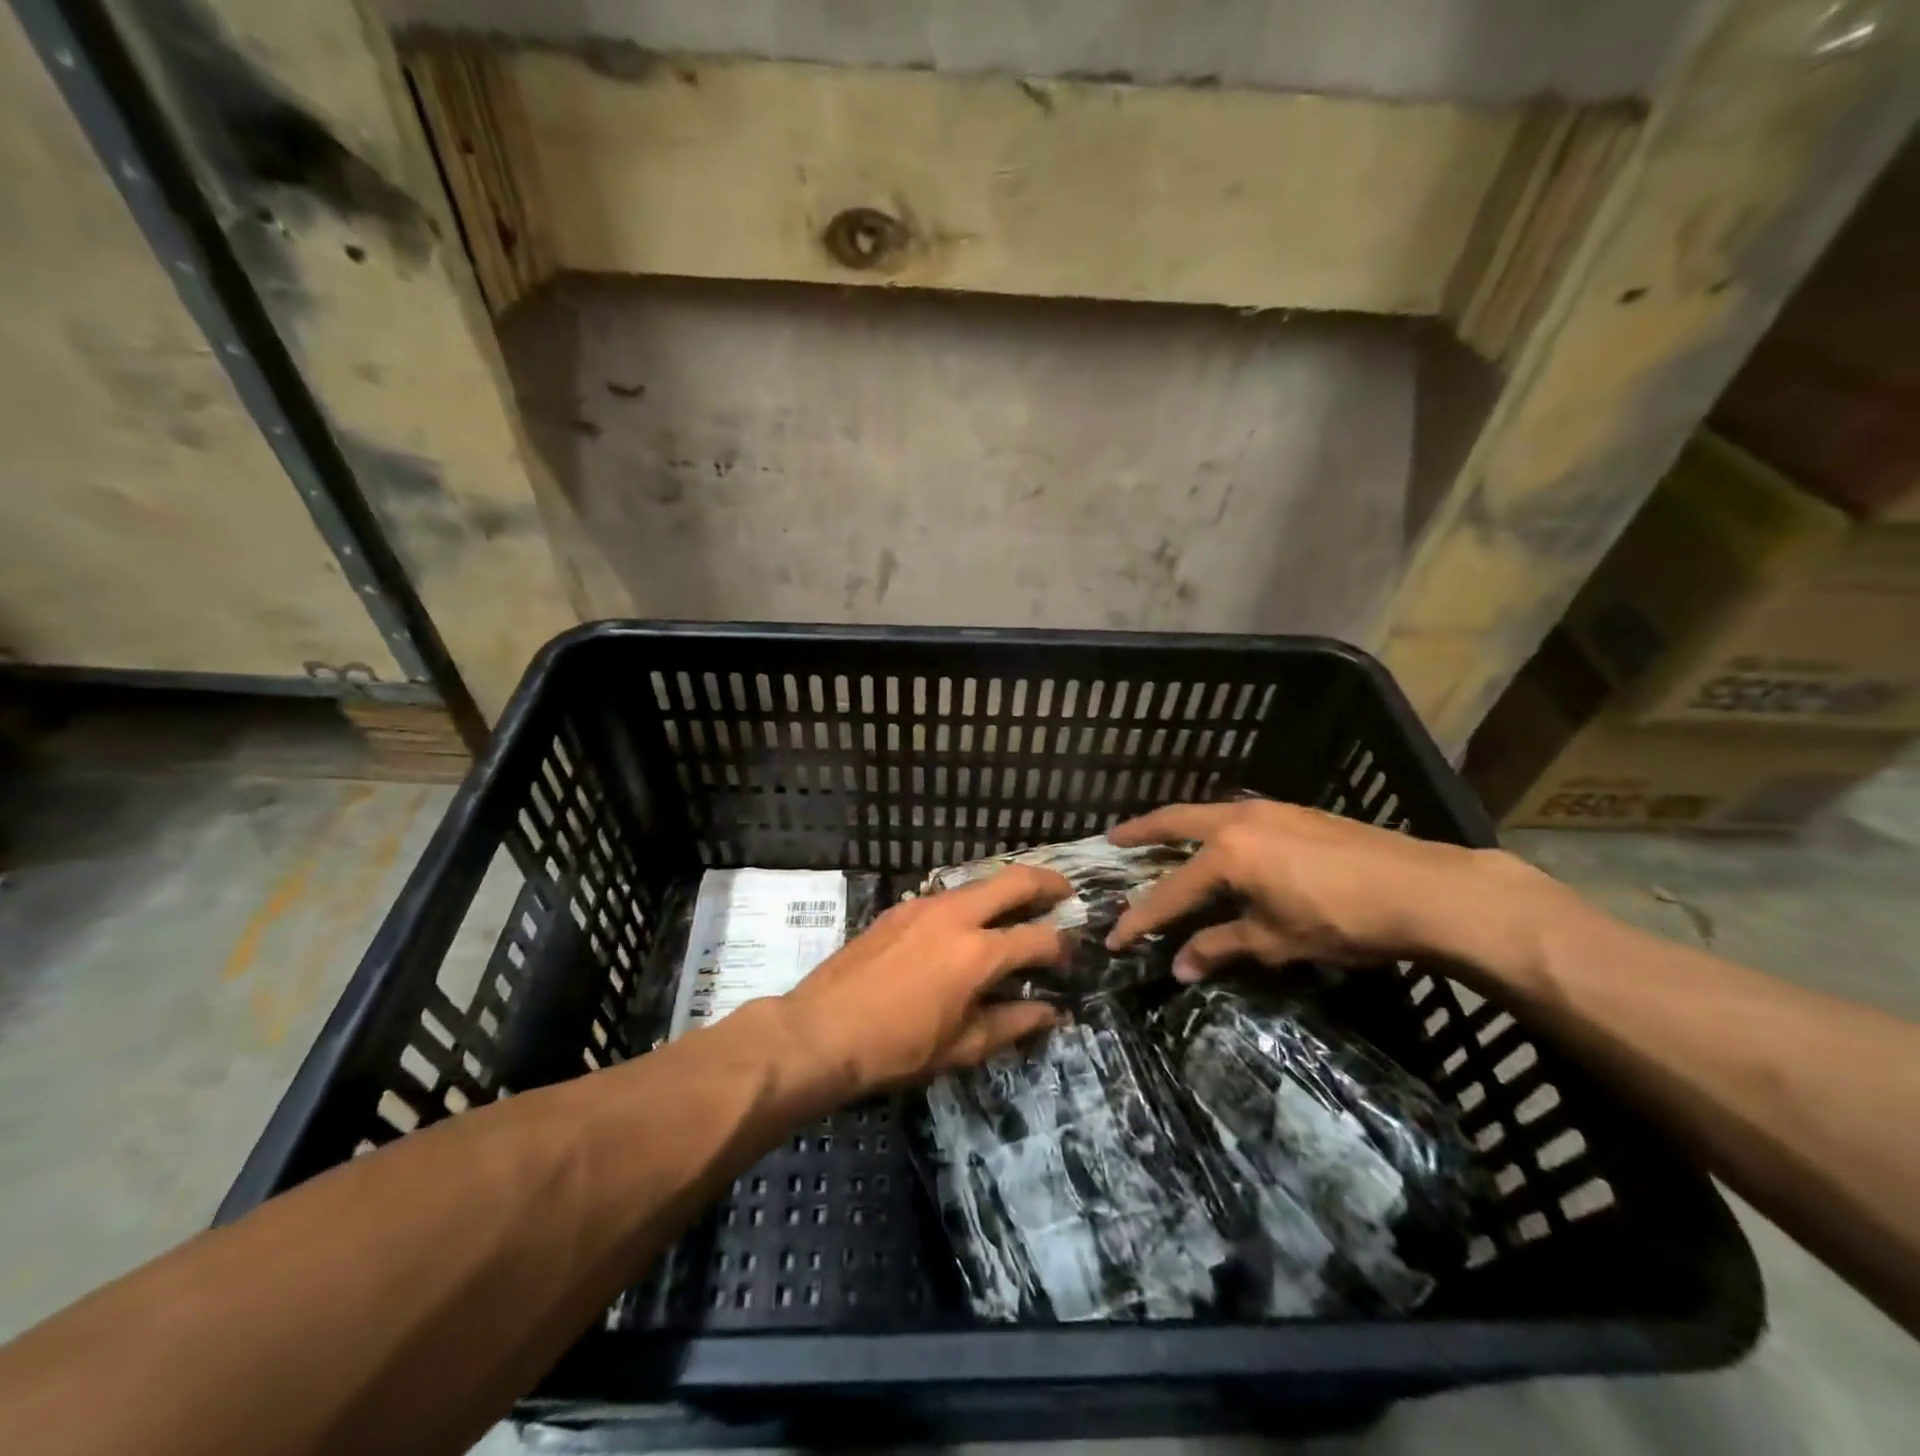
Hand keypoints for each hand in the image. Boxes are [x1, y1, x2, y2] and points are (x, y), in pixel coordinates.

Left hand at [782, 866, 1070, 1094]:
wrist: (821, 1031)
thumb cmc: (896, 1048)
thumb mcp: (962, 1046)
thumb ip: (1013, 1023)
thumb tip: (1052, 1012)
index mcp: (978, 952)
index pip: (1038, 938)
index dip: (1062, 947)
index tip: (1070, 956)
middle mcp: (956, 915)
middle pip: (1014, 880)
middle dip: (1047, 882)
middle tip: (1065, 893)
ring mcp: (924, 905)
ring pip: (979, 882)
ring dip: (1006, 888)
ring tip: (1021, 906)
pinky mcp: (900, 908)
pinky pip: (948, 894)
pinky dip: (972, 900)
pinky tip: (969, 923)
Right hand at [1105, 800, 1562, 982]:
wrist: (1422, 889)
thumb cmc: (1342, 920)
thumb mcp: (1276, 941)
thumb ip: (1221, 948)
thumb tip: (1179, 967)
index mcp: (1227, 855)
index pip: (1169, 891)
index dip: (1140, 918)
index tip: (1114, 938)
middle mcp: (1237, 821)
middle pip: (1174, 822)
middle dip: (1140, 831)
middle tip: (1112, 839)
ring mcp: (1268, 811)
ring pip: (1207, 813)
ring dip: (1178, 825)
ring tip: (1160, 837)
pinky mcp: (1294, 812)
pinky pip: (1236, 816)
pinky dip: (1213, 827)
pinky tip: (1221, 843)